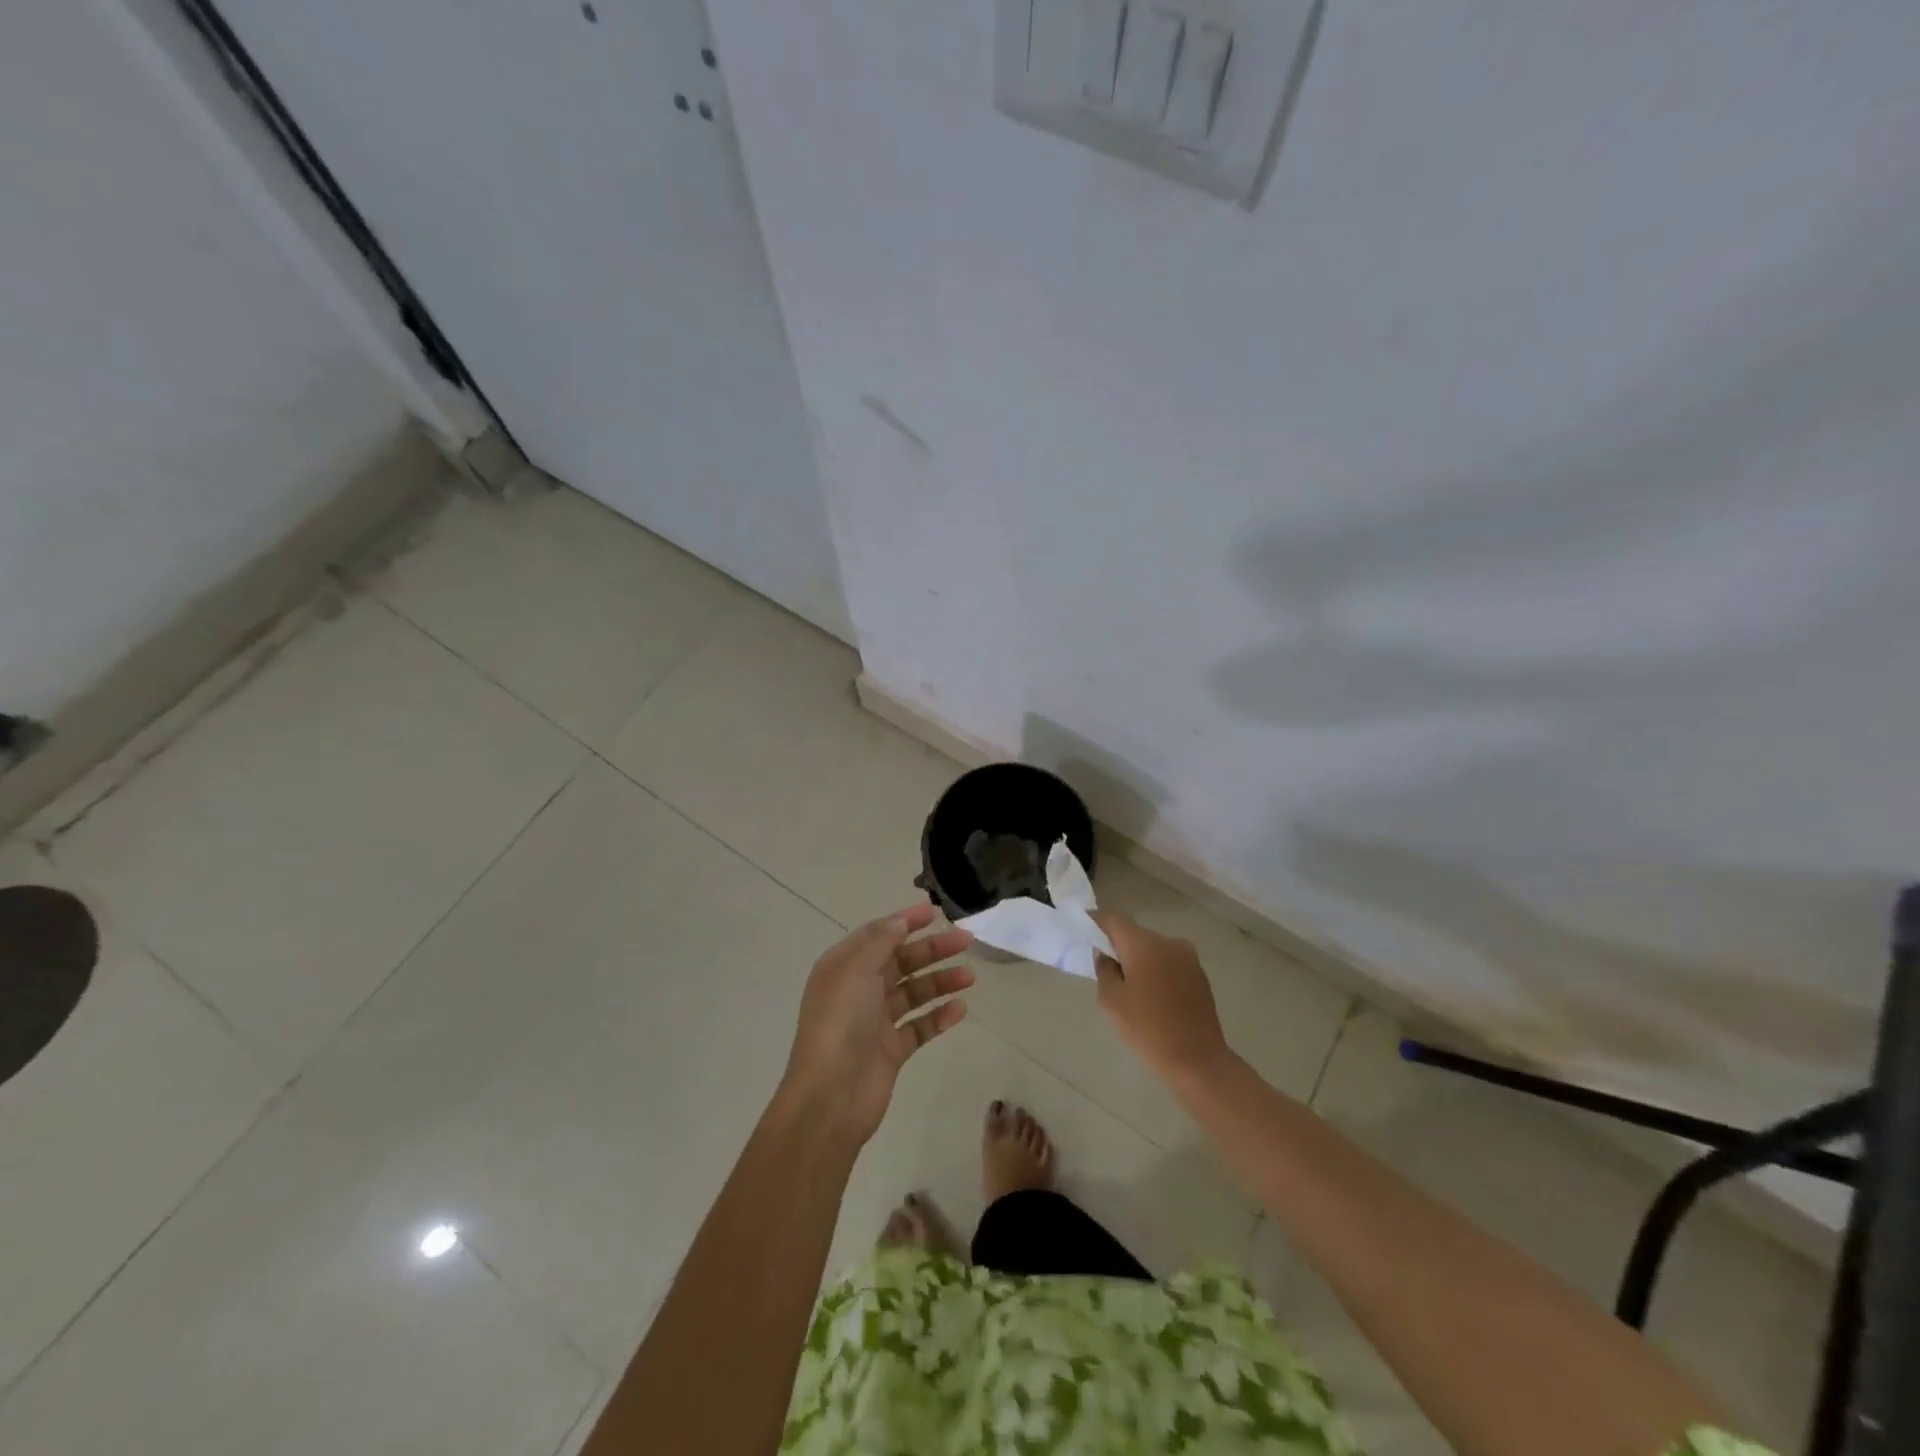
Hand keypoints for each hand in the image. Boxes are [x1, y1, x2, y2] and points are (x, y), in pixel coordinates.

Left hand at [777, 904, 973, 1146]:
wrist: (831, 1096)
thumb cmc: (840, 1023)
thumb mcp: (855, 970)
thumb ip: (880, 941)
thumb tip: (899, 922)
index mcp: (843, 967)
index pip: (878, 935)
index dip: (905, 921)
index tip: (935, 912)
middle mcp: (858, 990)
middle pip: (900, 962)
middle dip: (932, 950)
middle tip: (966, 941)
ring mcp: (875, 1022)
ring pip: (913, 993)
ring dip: (940, 981)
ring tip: (970, 977)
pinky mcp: (891, 1050)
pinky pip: (919, 1026)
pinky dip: (939, 1016)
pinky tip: (960, 1010)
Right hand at [1091, 912, 1229, 1079]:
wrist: (1198, 1060)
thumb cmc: (1148, 1029)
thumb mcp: (1111, 1001)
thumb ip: (1104, 969)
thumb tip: (1106, 954)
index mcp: (1144, 945)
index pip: (1114, 920)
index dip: (1096, 922)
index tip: (1084, 931)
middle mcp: (1168, 942)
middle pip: (1135, 934)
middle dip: (1118, 945)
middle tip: (1105, 968)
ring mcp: (1188, 957)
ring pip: (1153, 948)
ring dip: (1139, 959)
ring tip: (1131, 987)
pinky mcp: (1199, 974)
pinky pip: (1169, 962)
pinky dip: (1157, 970)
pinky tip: (1153, 996)